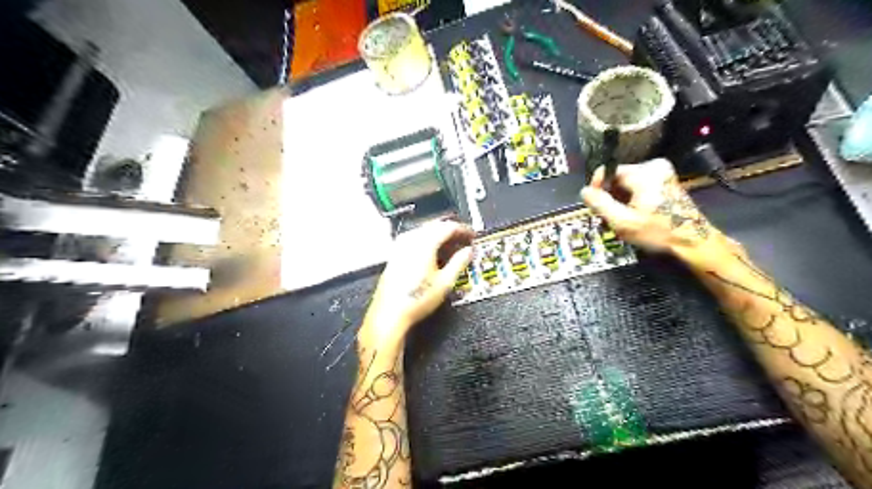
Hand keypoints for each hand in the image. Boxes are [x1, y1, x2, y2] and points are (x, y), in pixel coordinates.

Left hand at [359, 220, 473, 348]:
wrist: (390, 313)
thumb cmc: (417, 299)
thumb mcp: (445, 282)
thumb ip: (459, 262)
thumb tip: (469, 251)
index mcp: (424, 243)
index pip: (447, 227)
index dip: (463, 229)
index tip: (472, 236)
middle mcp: (411, 240)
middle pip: (435, 226)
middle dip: (451, 231)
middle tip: (464, 240)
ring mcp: (400, 246)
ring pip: (424, 231)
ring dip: (439, 235)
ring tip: (451, 247)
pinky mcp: (395, 254)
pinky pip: (414, 239)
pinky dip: (427, 241)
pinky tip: (433, 253)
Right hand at [577, 159, 730, 263]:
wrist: (693, 242)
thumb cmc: (658, 232)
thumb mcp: (623, 222)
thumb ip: (600, 204)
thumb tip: (584, 191)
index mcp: (644, 173)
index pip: (608, 171)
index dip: (597, 187)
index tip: (594, 205)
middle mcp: (654, 166)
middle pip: (617, 177)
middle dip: (610, 196)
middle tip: (608, 217)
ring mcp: (662, 173)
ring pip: (627, 183)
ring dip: (619, 199)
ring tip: (621, 219)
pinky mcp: (666, 181)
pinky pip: (638, 186)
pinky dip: (631, 199)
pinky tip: (633, 215)